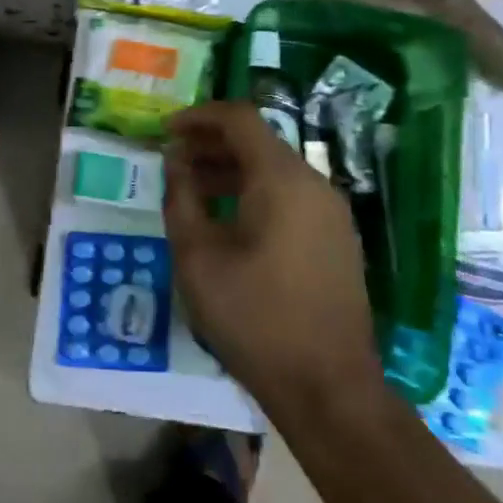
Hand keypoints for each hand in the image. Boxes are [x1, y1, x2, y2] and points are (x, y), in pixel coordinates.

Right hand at [163, 101, 382, 415]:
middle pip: (259, 142)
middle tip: (173, 161)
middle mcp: (313, 184)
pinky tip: (228, 222)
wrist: (328, 386)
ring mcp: (331, 212)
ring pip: (275, 171)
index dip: (199, 116)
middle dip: (211, 144)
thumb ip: (181, 198)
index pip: (240, 118)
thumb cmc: (254, 318)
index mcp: (281, 179)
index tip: (166, 131)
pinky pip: (291, 197)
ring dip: (231, 171)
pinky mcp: (337, 239)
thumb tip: (176, 160)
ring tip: (192, 191)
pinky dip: (254, 194)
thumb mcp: (198, 257)